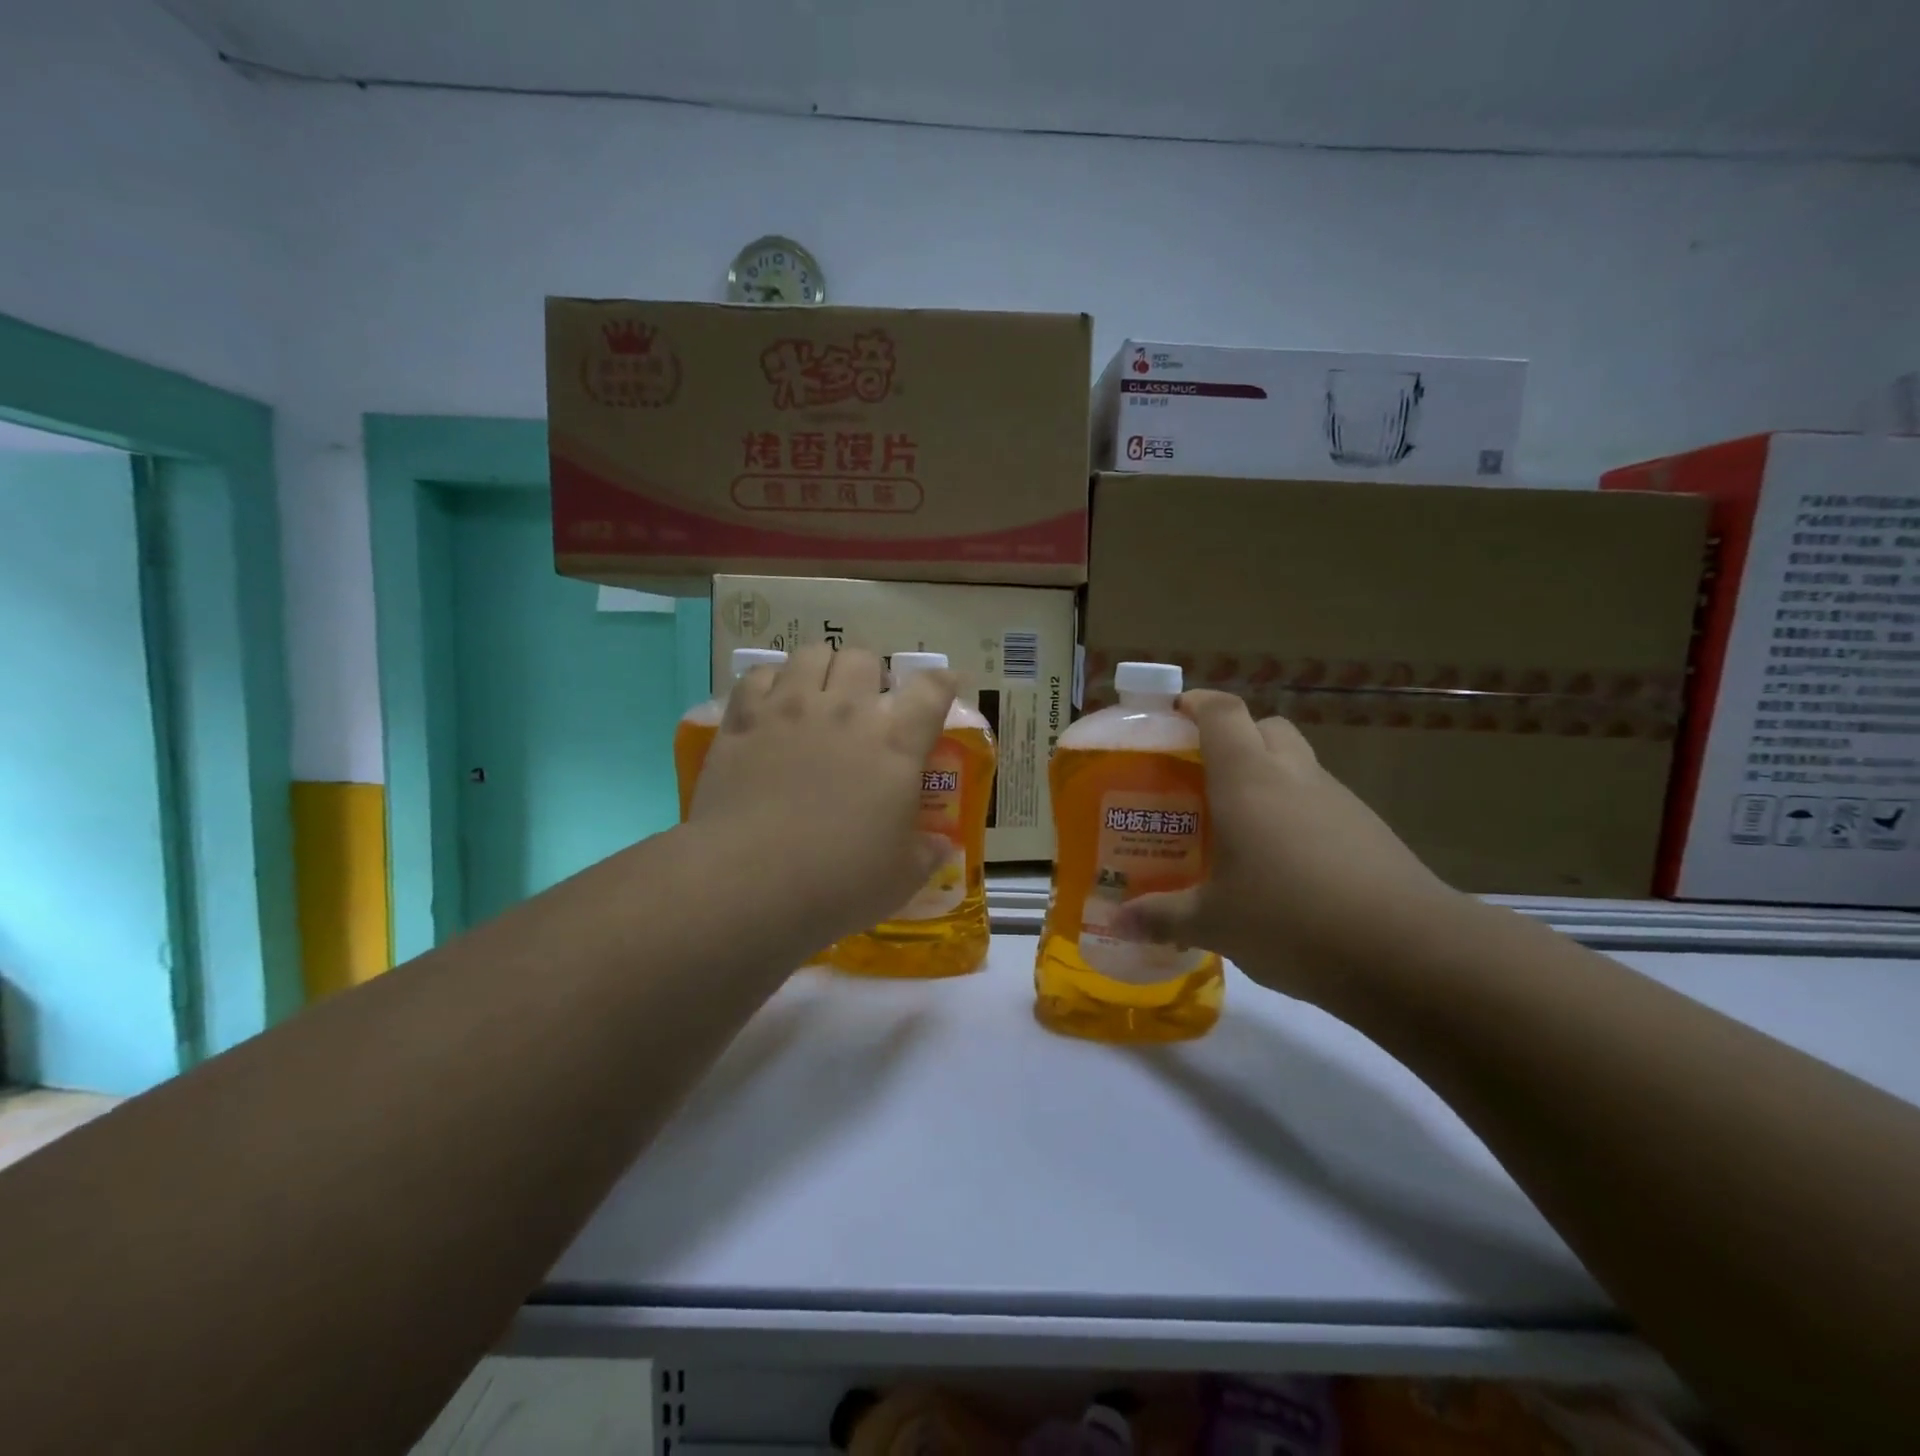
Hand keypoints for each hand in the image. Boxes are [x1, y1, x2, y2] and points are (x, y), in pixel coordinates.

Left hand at [689, 643, 956, 947]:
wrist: (749, 882)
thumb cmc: (838, 882)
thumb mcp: (900, 879)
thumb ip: (926, 854)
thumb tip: (941, 845)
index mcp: (895, 744)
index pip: (931, 691)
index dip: (941, 682)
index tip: (942, 684)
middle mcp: (846, 712)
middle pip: (864, 658)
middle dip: (869, 673)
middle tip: (863, 703)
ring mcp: (790, 709)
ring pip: (811, 653)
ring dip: (820, 668)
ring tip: (816, 694)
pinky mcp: (743, 720)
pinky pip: (759, 676)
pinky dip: (769, 683)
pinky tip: (770, 705)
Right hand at [1117, 690, 1473, 1007]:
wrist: (1409, 953)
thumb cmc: (1290, 919)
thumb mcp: (1214, 923)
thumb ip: (1161, 917)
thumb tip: (1117, 923)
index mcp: (1248, 780)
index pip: (1222, 713)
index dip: (1196, 703)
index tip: (1174, 713)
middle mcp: (1294, 777)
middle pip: (1266, 728)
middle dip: (1234, 737)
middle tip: (1203, 774)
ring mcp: (1340, 802)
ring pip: (1298, 766)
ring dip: (1268, 778)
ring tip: (1239, 826)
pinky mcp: (1370, 832)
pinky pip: (1322, 804)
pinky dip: (1297, 815)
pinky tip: (1284, 865)